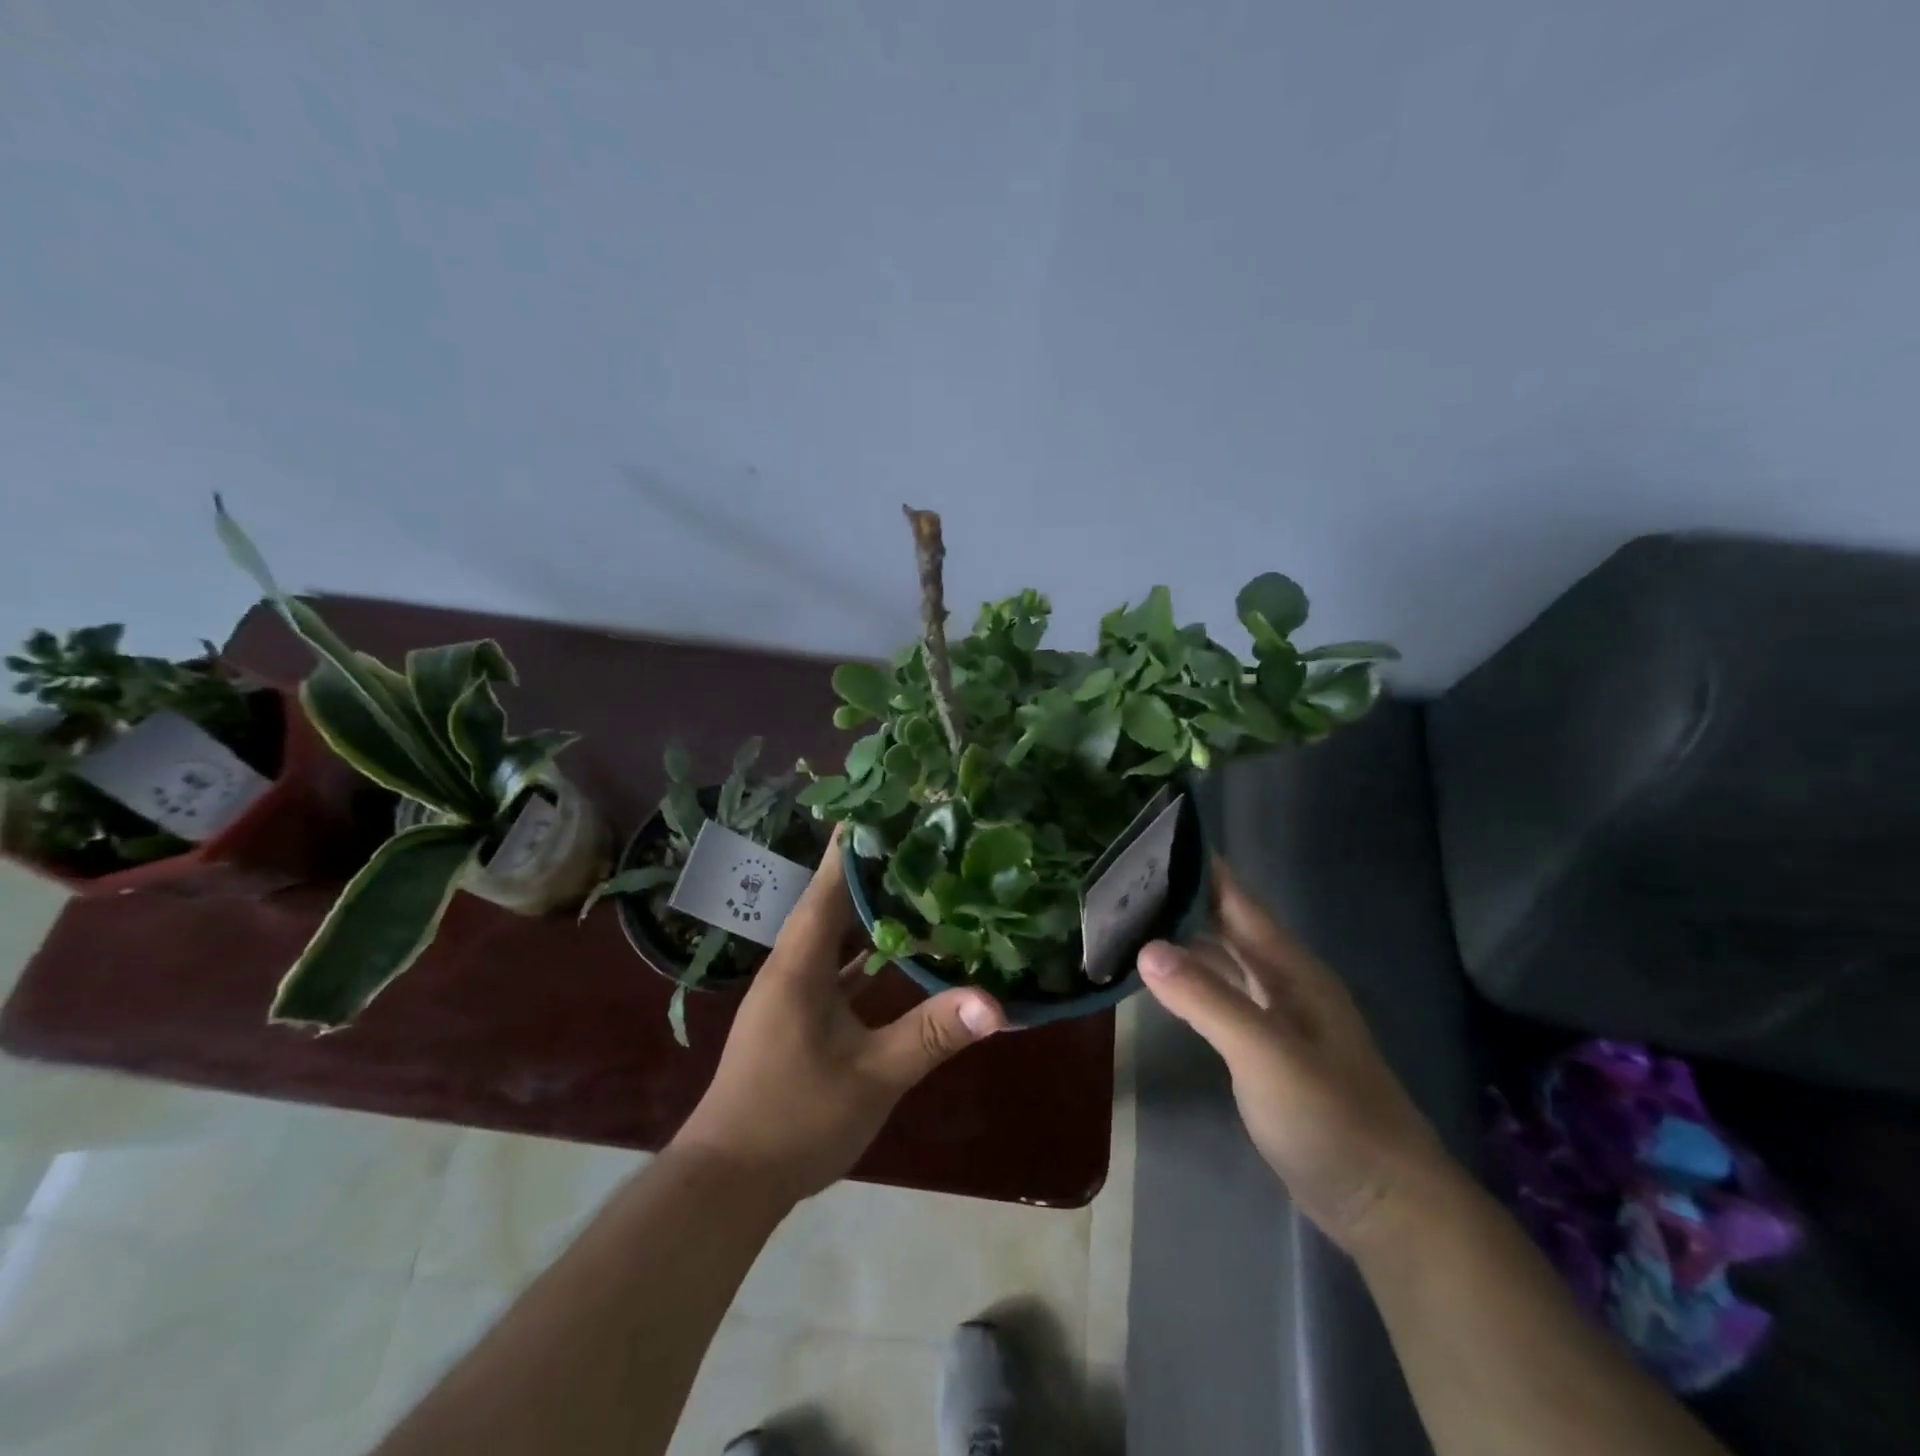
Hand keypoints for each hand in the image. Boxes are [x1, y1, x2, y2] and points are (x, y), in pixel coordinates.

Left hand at [671, 826, 1007, 1203]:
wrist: (728, 1181)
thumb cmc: (795, 1119)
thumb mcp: (873, 1076)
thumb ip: (932, 1035)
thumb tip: (996, 1003)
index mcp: (799, 964)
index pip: (828, 885)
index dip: (853, 844)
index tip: (883, 803)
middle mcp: (791, 965)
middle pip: (831, 900)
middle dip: (870, 867)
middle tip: (916, 835)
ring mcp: (792, 991)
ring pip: (833, 934)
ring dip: (867, 908)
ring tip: (914, 879)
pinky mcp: (797, 1016)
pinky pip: (834, 966)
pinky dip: (864, 952)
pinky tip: (897, 949)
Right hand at [1138, 860, 1453, 1253]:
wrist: (1385, 1203)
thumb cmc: (1331, 1117)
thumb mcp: (1265, 1054)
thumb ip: (1207, 999)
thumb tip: (1146, 947)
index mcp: (1291, 969)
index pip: (1238, 901)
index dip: (1202, 868)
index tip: (1154, 838)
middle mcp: (1284, 983)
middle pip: (1227, 927)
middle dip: (1182, 900)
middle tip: (1123, 880)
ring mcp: (1277, 1018)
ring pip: (1223, 963)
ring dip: (1183, 942)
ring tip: (1130, 921)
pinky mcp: (1266, 1051)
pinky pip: (1221, 999)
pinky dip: (1191, 984)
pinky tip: (1161, 982)